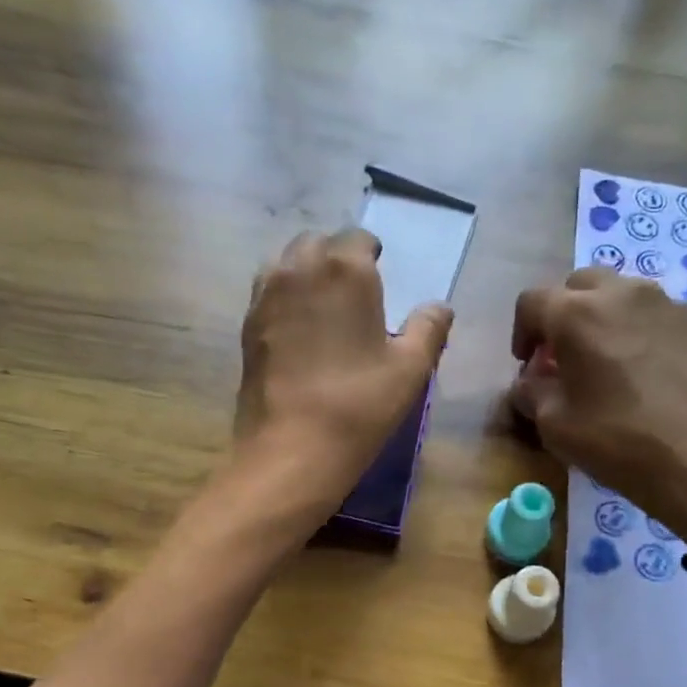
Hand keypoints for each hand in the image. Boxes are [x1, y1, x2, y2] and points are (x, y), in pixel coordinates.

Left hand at [233, 228, 453, 517]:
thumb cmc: (360, 404)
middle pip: (316, 243)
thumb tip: (440, 307)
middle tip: (352, 287)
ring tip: (321, 301)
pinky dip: (283, 297)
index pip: (358, 239)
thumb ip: (429, 329)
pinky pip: (266, 293)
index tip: (379, 270)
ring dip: (304, 271)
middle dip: (335, 256)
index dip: (370, 252)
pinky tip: (297, 327)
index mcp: (345, 270)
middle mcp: (300, 269)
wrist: (292, 447)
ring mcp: (266, 297)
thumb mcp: (412, 369)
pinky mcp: (246, 327)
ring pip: (285, 263)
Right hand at [509, 269, 686, 539]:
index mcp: (577, 314)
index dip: (522, 332)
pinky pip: (660, 318)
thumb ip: (531, 393)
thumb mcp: (555, 426)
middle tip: (566, 356)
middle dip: (565, 315)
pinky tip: (651, 377)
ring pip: (624, 296)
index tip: (528, 364)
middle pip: (580, 285)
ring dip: (606, 320)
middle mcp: (623, 294)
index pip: (533, 302)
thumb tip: (528, 383)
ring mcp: (670, 305)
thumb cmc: (619, 441)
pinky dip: (644, 336)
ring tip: (611, 363)